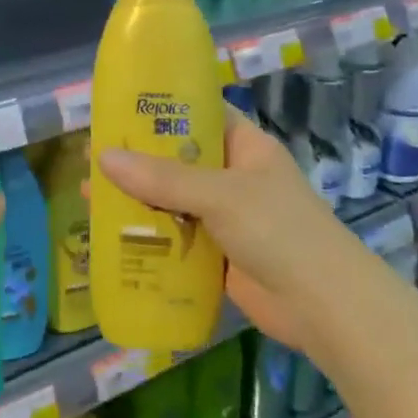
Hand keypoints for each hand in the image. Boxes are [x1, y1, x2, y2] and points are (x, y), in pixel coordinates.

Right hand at [97, 111, 345, 351]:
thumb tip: (103, 158)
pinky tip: (112, 236)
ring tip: (91, 194)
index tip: (118, 109)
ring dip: (137, 200)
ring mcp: (226, 217)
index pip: (199, 113)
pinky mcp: (218, 254)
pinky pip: (176, 237)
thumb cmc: (279, 231)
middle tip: (91, 156)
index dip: (161, 109)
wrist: (325, 308)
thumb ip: (162, 178)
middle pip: (178, 159)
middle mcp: (234, 176)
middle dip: (137, 160)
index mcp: (245, 146)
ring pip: (172, 200)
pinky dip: (149, 236)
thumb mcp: (219, 195)